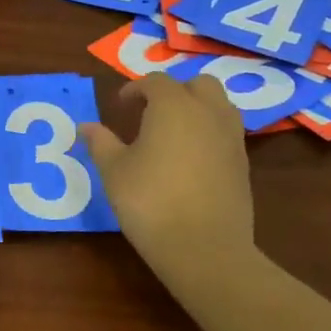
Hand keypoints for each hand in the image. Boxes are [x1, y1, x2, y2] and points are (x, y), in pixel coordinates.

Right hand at [80, 73, 258, 288]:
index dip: (135, 88)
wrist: (204, 248)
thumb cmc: (150, 201)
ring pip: (219, 106)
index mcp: (173, 106)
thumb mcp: (114, 171)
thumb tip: (86, 126)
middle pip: (197, 84)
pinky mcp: (243, 164)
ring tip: (175, 132)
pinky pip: (227, 133)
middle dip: (175, 91)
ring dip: (198, 108)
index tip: (121, 105)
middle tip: (152, 112)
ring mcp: (231, 138)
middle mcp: (207, 113)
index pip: (155, 82)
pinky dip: (210, 133)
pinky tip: (191, 159)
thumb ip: (101, 143)